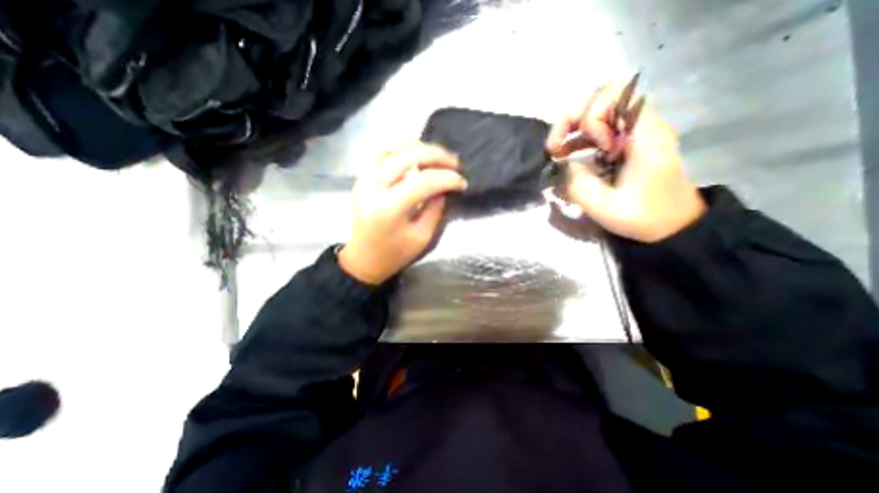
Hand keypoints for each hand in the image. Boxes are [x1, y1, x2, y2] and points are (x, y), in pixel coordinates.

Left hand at [339, 143, 469, 283]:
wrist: (363, 259)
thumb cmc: (394, 254)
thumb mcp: (421, 237)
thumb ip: (435, 209)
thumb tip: (445, 187)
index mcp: (389, 207)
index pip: (424, 181)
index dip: (447, 178)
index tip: (462, 182)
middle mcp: (374, 186)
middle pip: (409, 156)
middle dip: (437, 155)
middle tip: (455, 163)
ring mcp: (364, 179)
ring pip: (395, 150)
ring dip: (421, 150)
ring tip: (439, 159)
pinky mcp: (362, 178)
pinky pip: (384, 155)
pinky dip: (403, 152)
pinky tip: (417, 158)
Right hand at [548, 80, 705, 241]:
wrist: (674, 224)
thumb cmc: (645, 217)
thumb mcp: (606, 208)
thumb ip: (579, 185)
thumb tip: (562, 165)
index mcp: (644, 136)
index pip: (616, 95)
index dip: (592, 118)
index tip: (592, 148)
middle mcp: (640, 125)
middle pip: (601, 97)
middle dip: (572, 119)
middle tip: (556, 148)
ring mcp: (633, 132)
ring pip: (596, 110)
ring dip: (571, 128)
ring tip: (557, 152)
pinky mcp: (626, 142)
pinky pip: (598, 128)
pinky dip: (578, 138)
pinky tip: (566, 155)